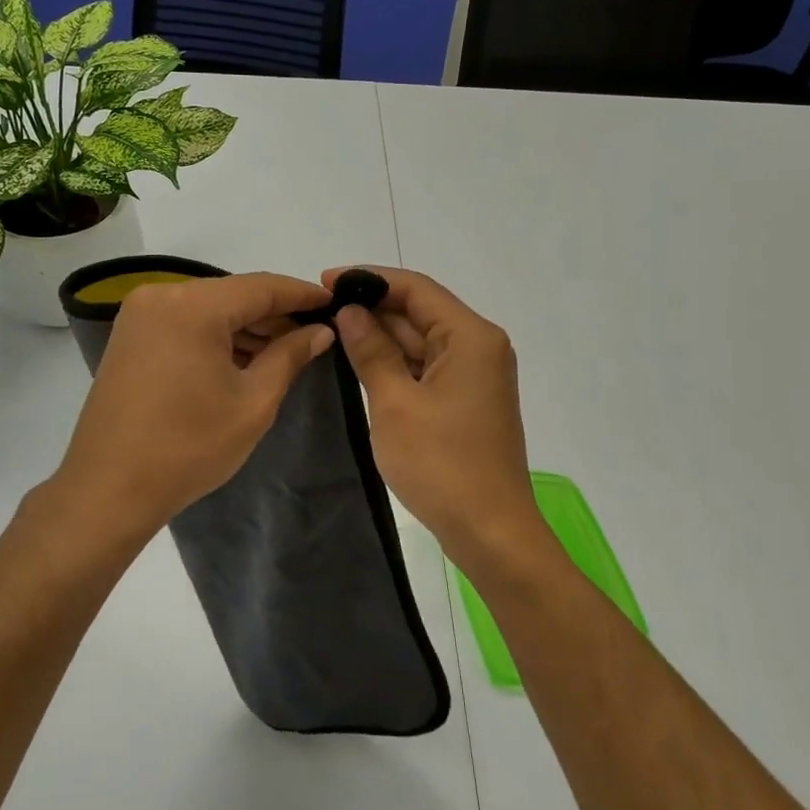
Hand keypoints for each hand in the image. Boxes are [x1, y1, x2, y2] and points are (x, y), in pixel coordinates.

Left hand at [53, 272, 335, 537]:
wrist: (109, 489)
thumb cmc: (189, 447)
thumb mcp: (253, 402)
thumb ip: (290, 356)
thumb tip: (319, 330)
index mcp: (192, 306)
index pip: (261, 287)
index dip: (302, 294)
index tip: (335, 302)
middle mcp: (161, 296)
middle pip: (233, 295)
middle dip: (274, 314)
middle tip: (314, 335)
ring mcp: (140, 316)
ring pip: (209, 309)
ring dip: (246, 327)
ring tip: (286, 351)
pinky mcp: (130, 337)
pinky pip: (185, 323)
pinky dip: (216, 336)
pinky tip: (244, 358)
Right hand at [323, 266, 544, 567]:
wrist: (490, 530)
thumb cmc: (441, 464)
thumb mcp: (395, 403)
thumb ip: (371, 351)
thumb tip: (350, 311)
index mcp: (470, 337)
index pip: (416, 288)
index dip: (369, 279)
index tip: (325, 282)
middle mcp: (480, 347)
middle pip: (420, 312)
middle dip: (372, 309)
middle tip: (320, 312)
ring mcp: (476, 375)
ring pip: (422, 341)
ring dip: (382, 336)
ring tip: (331, 333)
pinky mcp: (467, 400)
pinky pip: (427, 367)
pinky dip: (397, 363)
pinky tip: (361, 364)